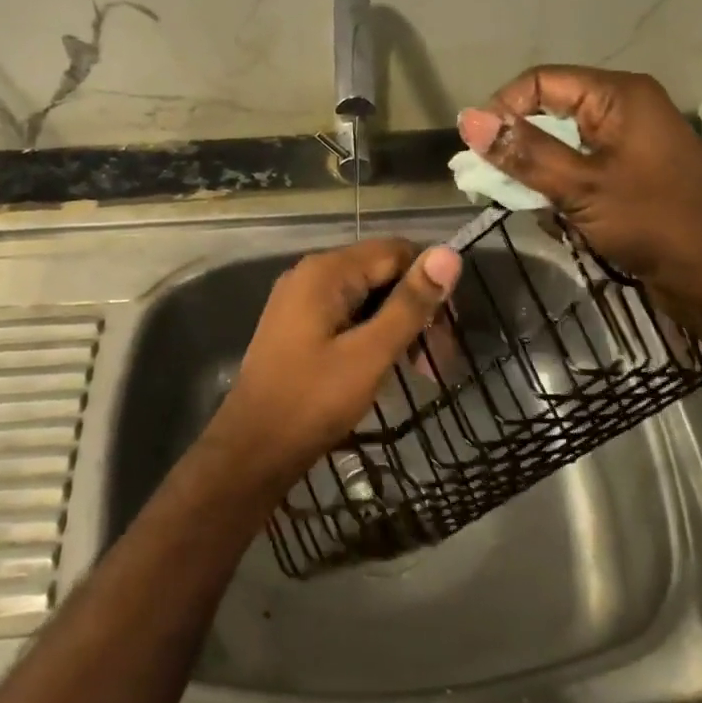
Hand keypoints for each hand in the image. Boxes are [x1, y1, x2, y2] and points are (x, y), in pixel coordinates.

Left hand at [207, 239, 461, 485]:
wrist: (251, 451)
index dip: (429, 282)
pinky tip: (388, 366)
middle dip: (416, 309)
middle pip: (382, 272)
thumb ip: (410, 303)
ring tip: (420, 370)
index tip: (449, 329)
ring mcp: (301, 301)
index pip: (396, 251)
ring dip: (399, 326)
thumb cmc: (312, 401)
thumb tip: (449, 253)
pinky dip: (374, 334)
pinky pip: (349, 315)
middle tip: (439, 360)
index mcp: (326, 271)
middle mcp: (311, 275)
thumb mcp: (370, 353)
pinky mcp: (299, 326)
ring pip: (367, 296)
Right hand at [457, 65, 701, 302]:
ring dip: (537, 169)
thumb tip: (468, 120)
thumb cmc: (653, 222)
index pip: (542, 82)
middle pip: (551, 109)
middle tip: (487, 179)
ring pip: (563, 141)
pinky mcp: (631, 172)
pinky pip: (581, 165)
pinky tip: (551, 213)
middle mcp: (624, 108)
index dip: (502, 108)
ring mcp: (630, 142)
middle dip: (517, 143)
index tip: (474, 149)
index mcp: (619, 95)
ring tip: (519, 199)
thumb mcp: (581, 186)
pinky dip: (559, 185)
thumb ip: (525, 152)